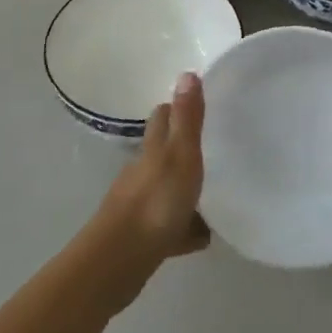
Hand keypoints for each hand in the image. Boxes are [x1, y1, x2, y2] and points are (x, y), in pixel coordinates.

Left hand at [91, 72, 211, 281]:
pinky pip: (169, 227)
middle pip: (162, 153)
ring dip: (183, 190)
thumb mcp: (181, 155)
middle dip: (180, 149)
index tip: (195, 106)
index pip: (161, 119)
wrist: (119, 261)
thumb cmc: (155, 202)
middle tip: (211, 148)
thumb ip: (188, 118)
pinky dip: (183, 228)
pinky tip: (202, 236)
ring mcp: (140, 206)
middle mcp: (142, 173)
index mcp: (152, 151)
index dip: (175, 110)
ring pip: (165, 191)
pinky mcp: (142, 238)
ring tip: (212, 193)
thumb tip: (187, 72)